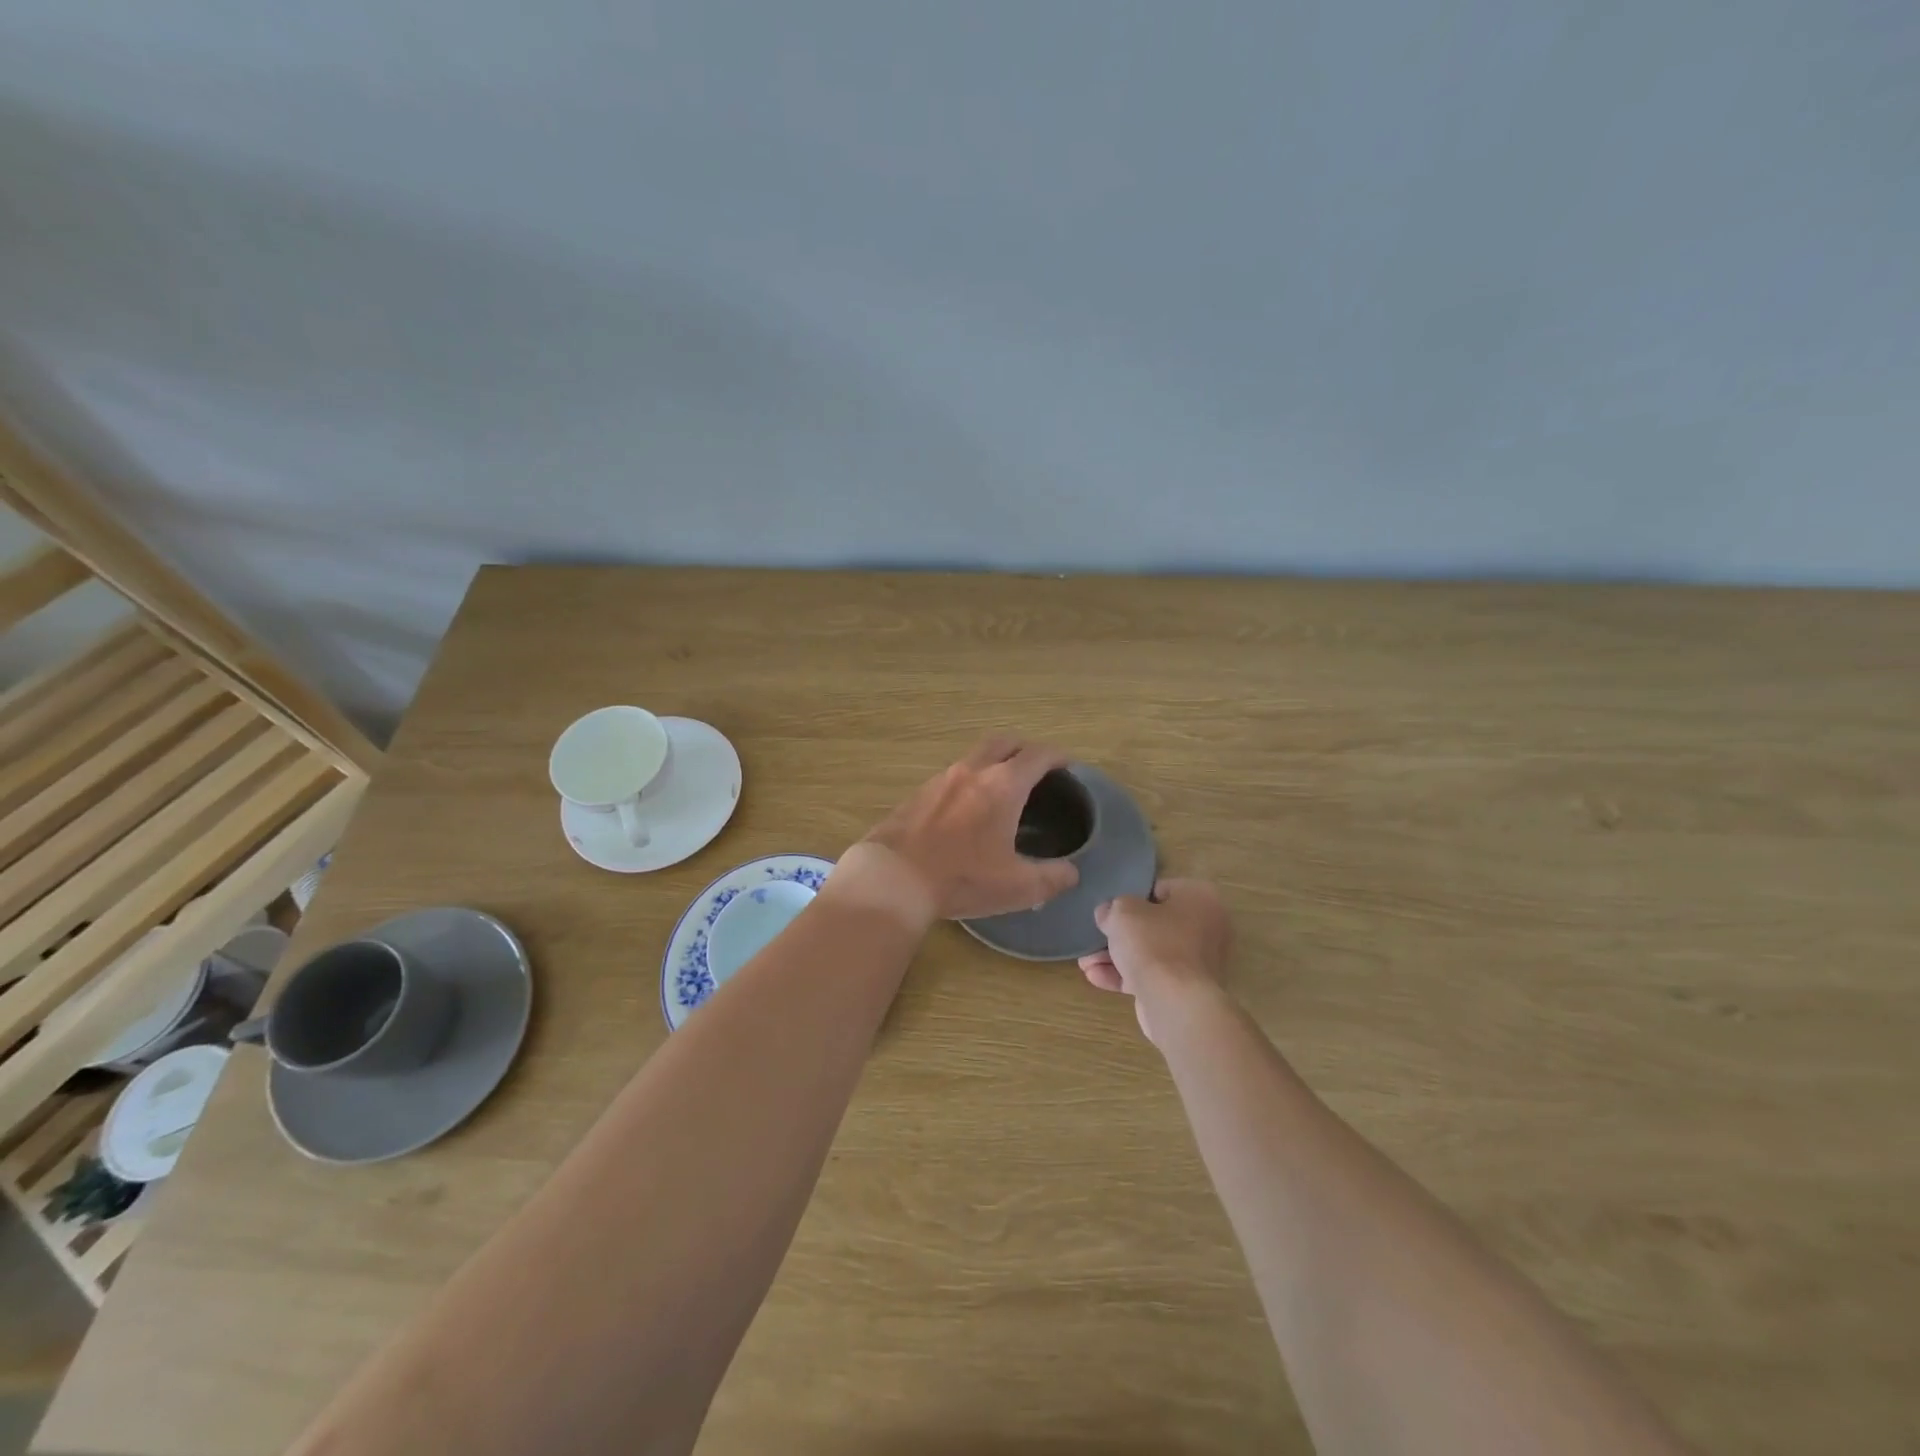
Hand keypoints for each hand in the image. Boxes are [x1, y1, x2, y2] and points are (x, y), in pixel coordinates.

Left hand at [850, 736, 1081, 920]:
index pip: (1037, 755)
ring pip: (974, 757)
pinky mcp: (917, 794)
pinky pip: (951, 776)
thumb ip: (1052, 878)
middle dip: (1024, 748)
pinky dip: (968, 781)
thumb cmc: (962, 878)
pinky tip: (965, 808)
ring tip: (1001, 788)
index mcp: (1003, 785)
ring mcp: (940, 779)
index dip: (1056, 756)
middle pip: (1003, 742)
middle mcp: (972, 771)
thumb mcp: (1018, 887)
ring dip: (993, 762)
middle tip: (1035, 766)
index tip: (1066, 764)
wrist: (893, 878)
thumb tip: (1071, 872)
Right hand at [1079, 879, 1232, 1042]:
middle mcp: (1206, 927)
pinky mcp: (1186, 990)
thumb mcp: (1122, 912)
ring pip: (1150, 952)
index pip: (1159, 889)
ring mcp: (1198, 962)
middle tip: (1094, 937)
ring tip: (1085, 962)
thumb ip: (1112, 907)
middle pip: (1154, 924)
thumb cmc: (1153, 943)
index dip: (1130, 898)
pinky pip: (1153, 976)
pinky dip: (1126, 976)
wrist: (1175, 1003)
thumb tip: (1108, 913)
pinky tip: (1095, 977)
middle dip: (1119, 933)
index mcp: (1200, 898)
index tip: (1109, 909)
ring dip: (1116, 956)